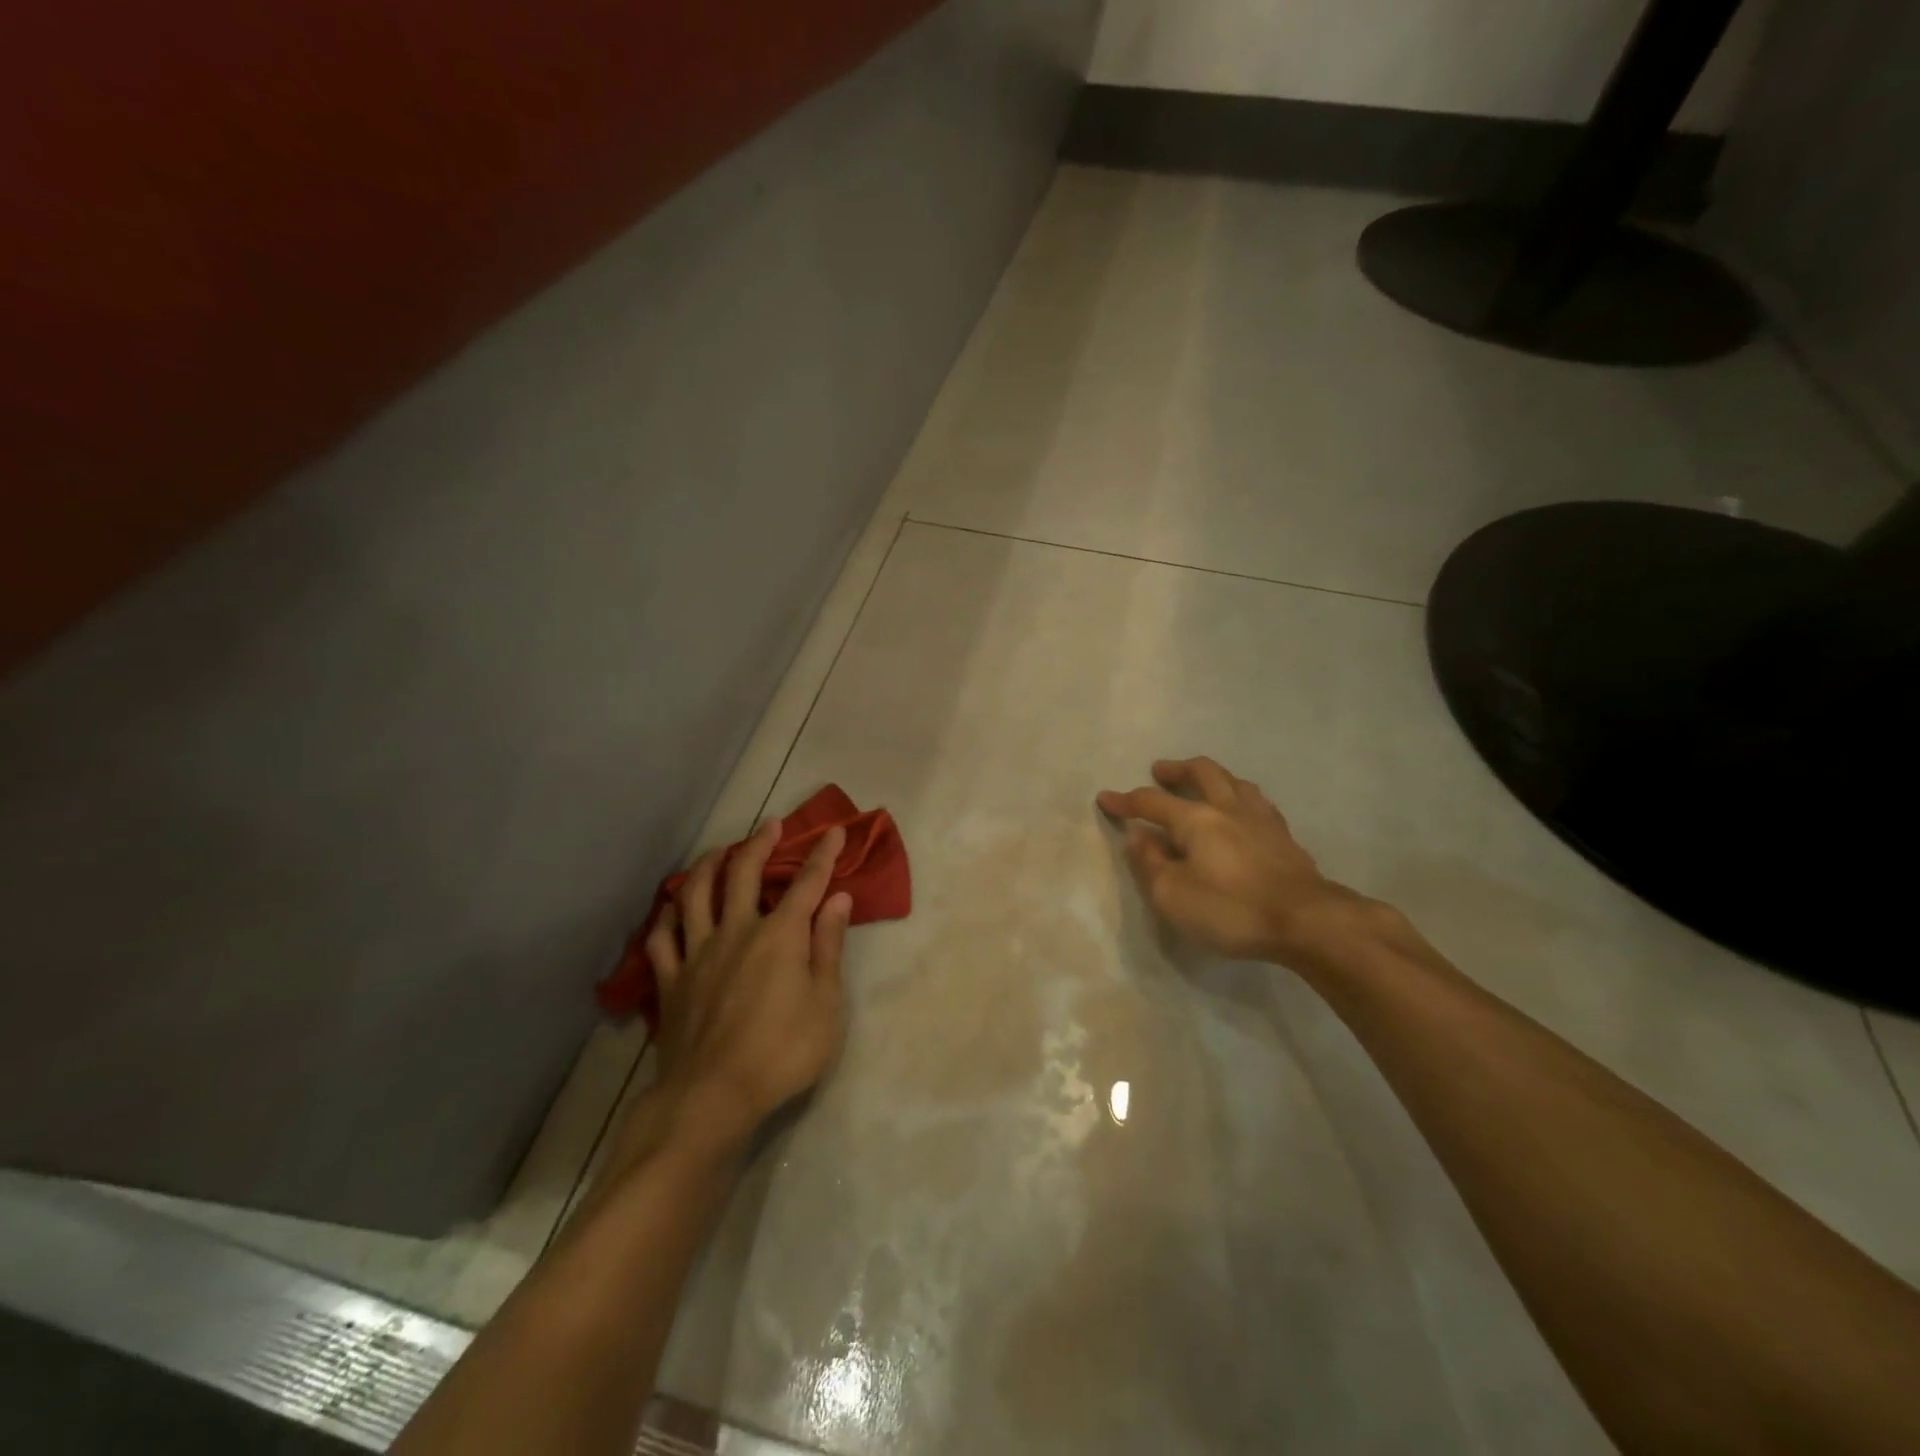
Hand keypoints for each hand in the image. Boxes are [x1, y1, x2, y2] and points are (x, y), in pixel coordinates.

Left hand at [635, 819, 853, 1161]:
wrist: (711, 1097)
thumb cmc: (782, 1053)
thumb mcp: (825, 1005)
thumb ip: (828, 947)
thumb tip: (838, 899)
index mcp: (780, 936)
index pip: (807, 883)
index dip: (823, 855)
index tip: (835, 831)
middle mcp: (736, 931)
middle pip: (744, 873)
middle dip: (761, 843)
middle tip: (771, 825)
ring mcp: (697, 953)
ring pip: (696, 894)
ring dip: (709, 865)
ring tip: (720, 851)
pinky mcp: (670, 980)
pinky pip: (662, 936)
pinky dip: (668, 916)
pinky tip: (673, 908)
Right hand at [1098, 757, 1371, 970]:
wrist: (1307, 921)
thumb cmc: (1231, 909)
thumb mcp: (1172, 895)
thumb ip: (1150, 862)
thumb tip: (1139, 836)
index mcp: (1196, 819)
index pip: (1151, 801)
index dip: (1125, 800)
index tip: (1105, 798)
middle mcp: (1228, 808)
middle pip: (1202, 773)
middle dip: (1177, 770)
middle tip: (1161, 771)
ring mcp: (1262, 820)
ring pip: (1235, 782)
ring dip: (1213, 778)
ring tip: (1203, 785)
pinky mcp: (1285, 838)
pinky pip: (1257, 803)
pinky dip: (1240, 799)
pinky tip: (1242, 813)